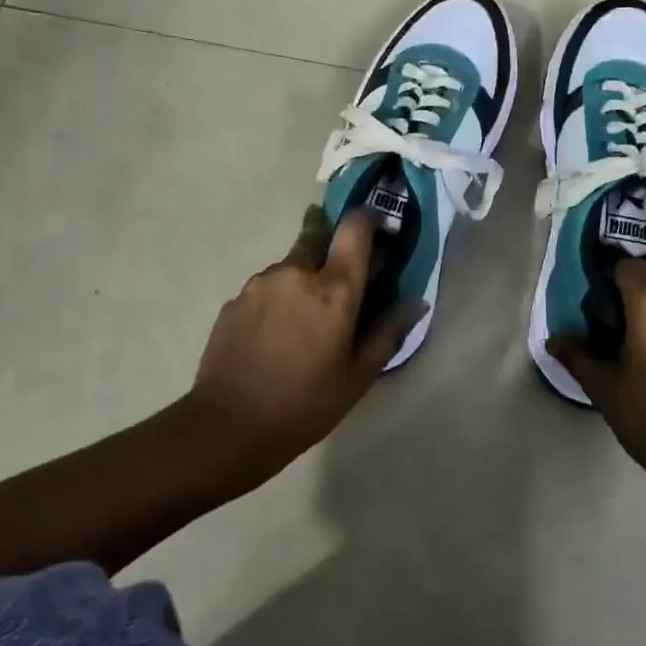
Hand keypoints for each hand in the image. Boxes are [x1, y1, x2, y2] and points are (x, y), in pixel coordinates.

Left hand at [187, 205, 421, 483]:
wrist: (228, 426)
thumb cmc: (304, 405)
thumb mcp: (358, 377)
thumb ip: (388, 332)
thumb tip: (417, 303)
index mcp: (335, 289)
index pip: (355, 227)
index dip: (369, 219)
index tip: (379, 230)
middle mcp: (297, 272)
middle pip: (318, 234)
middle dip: (332, 243)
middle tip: (339, 274)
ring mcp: (260, 282)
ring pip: (290, 263)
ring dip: (303, 276)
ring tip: (303, 319)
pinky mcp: (235, 298)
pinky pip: (266, 286)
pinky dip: (278, 297)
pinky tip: (275, 333)